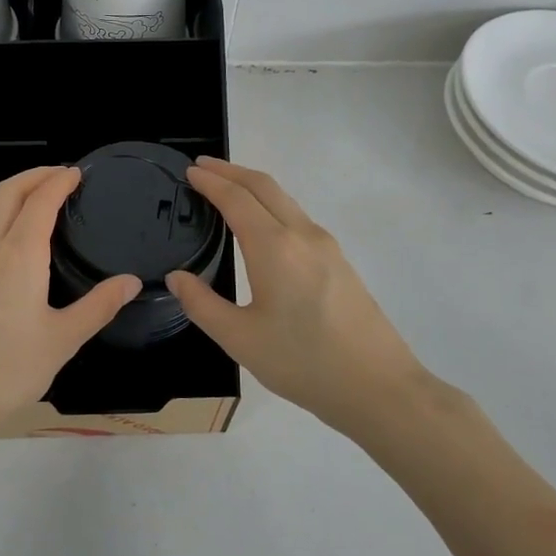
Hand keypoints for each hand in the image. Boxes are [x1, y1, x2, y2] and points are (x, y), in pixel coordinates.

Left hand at [0, 166, 141, 433]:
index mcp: (19, 255)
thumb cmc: (9, 370)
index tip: (76, 173)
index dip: (58, 181)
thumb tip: (131, 281)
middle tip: (59, 175)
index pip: (40, 201)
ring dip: (11, 193)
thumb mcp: (63, 340)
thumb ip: (99, 306)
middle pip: (7, 192)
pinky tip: (7, 240)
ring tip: (35, 200)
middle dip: (33, 175)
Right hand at [166, 158, 442, 433]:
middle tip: (202, 168)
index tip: (189, 172)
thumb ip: (202, 305)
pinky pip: (298, 217)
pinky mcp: (339, 261)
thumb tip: (177, 278)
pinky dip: (271, 206)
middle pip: (264, 186)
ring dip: (253, 186)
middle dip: (231, 171)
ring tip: (227, 190)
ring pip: (285, 200)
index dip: (210, 182)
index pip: (236, 198)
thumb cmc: (303, 363)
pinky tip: (261, 226)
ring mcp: (326, 246)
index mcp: (274, 248)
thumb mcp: (240, 339)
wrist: (378, 387)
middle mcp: (302, 235)